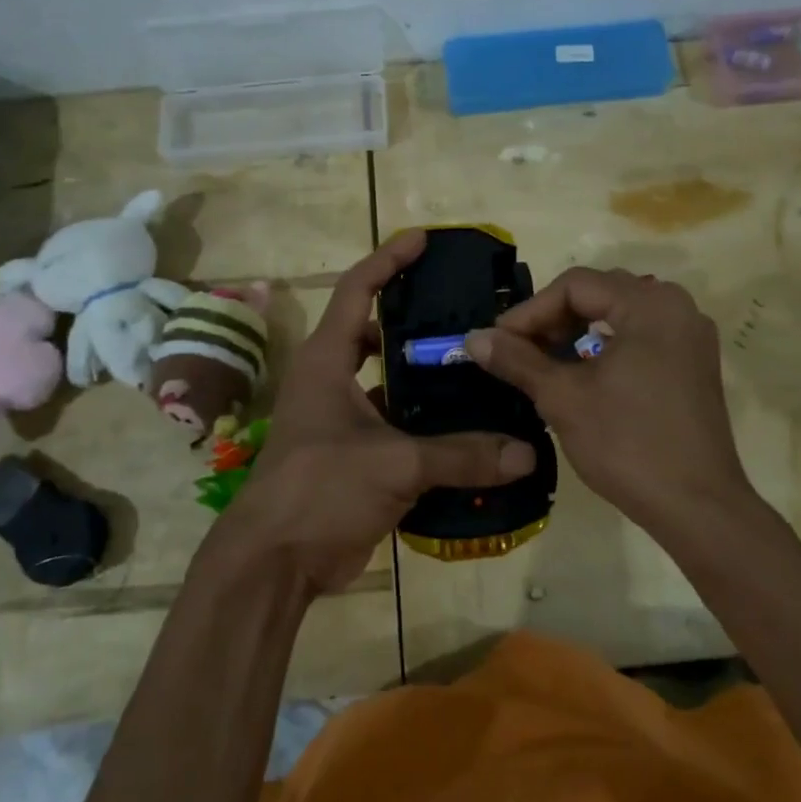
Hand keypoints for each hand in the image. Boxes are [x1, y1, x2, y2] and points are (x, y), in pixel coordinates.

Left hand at [216, 231, 536, 596]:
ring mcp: (338, 419)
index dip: (388, 260)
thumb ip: (461, 456)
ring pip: (386, 381)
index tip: (424, 240)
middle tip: (464, 312)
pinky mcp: (351, 454)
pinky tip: (463, 426)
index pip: (357, 290)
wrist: (274, 561)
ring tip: (474, 366)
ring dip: (422, 375)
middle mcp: (330, 380)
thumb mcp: (394, 465)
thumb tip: (525, 453)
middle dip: (413, 318)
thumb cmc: (320, 489)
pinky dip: (423, 422)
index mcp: (327, 361)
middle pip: (373, 331)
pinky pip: (394, 424)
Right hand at [463, 268, 753, 534]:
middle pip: (600, 293)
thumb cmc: (627, 444)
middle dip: (552, 319)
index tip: (498, 342)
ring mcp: (691, 336)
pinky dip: (606, 347)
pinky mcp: (694, 364)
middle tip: (518, 350)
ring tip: (544, 361)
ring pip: (619, 315)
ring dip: (577, 332)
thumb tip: (473, 338)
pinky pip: (641, 337)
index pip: (575, 286)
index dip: (530, 311)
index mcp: (649, 304)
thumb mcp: (563, 398)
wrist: (697, 508)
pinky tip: (582, 373)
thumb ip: (517, 360)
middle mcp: (677, 307)